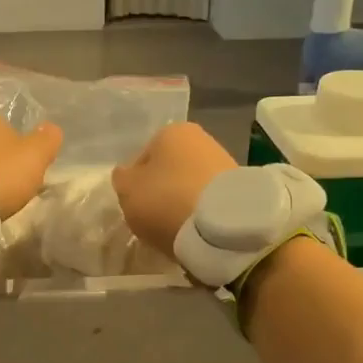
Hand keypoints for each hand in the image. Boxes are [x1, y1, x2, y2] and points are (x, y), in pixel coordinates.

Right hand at [111, 122, 237, 257]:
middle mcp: (200, 138)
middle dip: (161, 192)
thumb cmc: (166, 199)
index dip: (135, 184)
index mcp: (170, 131)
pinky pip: (208, 200)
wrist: (223, 225)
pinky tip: (196, 230)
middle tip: (154, 219)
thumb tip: (127, 175)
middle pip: (169, 171)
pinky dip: (200, 213)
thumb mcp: (127, 190)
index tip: (136, 206)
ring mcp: (224, 162)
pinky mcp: (240, 189)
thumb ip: (122, 179)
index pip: (142, 158)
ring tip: (176, 228)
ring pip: (189, 186)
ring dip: (181, 203)